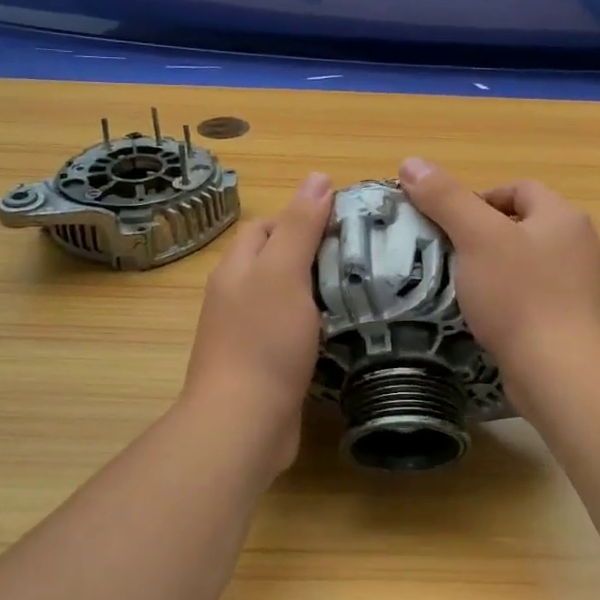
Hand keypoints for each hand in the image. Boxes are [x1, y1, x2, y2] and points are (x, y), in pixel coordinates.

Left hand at [182, 172, 332, 472]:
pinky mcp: (264, 364)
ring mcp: (247, 333)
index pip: (268, 225)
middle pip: (276, 260)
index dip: (302, 216)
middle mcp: (236, 296)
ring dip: (318, 291)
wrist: (243, 422)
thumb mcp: (284, 272)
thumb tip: (317, 177)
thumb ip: (301, 226)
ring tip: (362, 289)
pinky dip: (316, 326)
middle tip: (361, 256)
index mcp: (237, 268)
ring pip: (287, 298)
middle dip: (314, 253)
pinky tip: (344, 330)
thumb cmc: (264, 340)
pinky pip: (292, 332)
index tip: (345, 223)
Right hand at [397, 158, 599, 409]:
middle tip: (452, 256)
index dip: (480, 198)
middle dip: (486, 236)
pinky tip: (491, 321)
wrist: (563, 373)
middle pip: (525, 226)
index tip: (449, 223)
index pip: (520, 189)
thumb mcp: (476, 238)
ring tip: (465, 289)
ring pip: (531, 265)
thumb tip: (410, 162)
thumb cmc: (520, 297)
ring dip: (498, 271)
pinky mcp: (577, 324)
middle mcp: (582, 246)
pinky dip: (513, 303)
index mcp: (564, 217)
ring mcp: (584, 288)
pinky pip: (538, 300)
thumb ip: (445, 198)